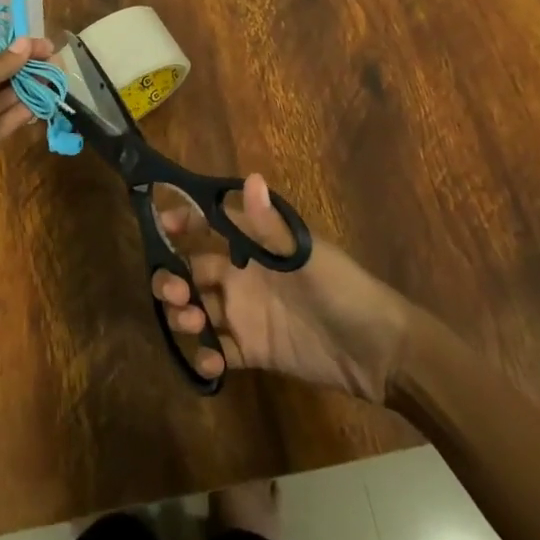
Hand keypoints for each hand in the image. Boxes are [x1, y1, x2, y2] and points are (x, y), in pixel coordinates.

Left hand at [0, 39, 51, 218]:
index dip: (13, 52)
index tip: (43, 46)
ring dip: (26, 91)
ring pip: (1, 103)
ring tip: (54, 81)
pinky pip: (2, 126)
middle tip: (55, 63)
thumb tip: (26, 44)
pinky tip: (40, 104)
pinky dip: (20, 115)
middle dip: (23, 70)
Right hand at [151, 175, 413, 402]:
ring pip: (200, 309)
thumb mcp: (306, 255)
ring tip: (191, 323)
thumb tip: (250, 177)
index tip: (160, 225)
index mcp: (256, 245)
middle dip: (174, 277)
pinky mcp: (254, 350)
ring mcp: (247, 314)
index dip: (185, 220)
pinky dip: (207, 356)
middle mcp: (245, 275)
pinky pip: (220, 351)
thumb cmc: (342, 288)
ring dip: (185, 315)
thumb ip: (271, 225)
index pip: (211, 223)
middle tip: (171, 291)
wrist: (379, 351)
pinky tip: (211, 362)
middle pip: (195, 271)